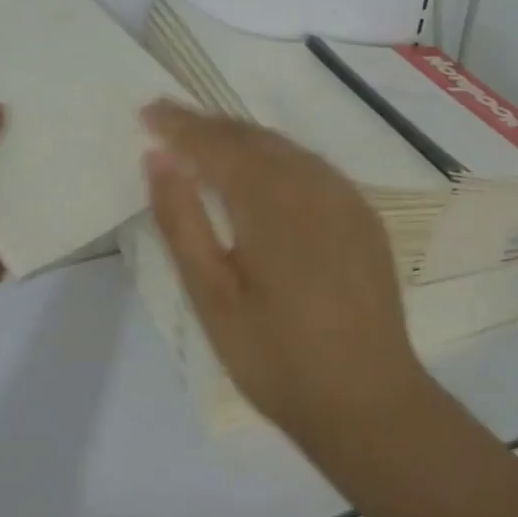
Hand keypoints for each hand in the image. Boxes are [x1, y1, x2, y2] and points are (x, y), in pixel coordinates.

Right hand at [141, 100, 426, 441]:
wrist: (370, 404)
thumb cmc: (277, 358)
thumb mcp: (211, 296)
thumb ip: (182, 221)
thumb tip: (159, 158)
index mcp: (272, 199)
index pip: (216, 143)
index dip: (179, 124)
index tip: (147, 111)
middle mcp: (314, 182)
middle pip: (252, 136)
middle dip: (208, 125)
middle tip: (169, 122)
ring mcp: (345, 197)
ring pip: (284, 147)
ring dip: (242, 138)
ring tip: (206, 143)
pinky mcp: (363, 216)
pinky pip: (311, 167)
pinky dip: (276, 158)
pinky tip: (262, 174)